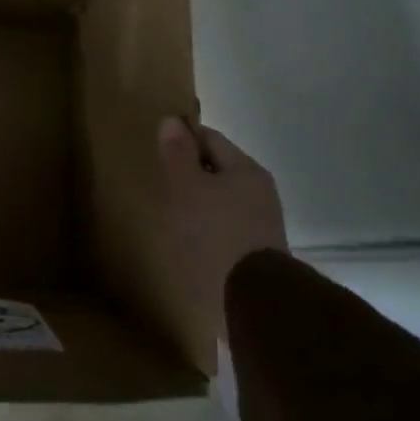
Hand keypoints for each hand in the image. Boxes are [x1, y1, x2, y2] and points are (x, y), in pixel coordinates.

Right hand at [158, 119, 287, 335]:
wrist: (251, 299)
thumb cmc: (213, 234)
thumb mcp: (186, 188)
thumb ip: (178, 154)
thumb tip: (171, 121)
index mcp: (246, 170)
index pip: (210, 138)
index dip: (182, 138)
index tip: (157, 147)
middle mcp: (260, 191)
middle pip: (219, 169)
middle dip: (190, 171)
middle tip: (160, 180)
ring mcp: (261, 223)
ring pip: (223, 198)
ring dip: (199, 200)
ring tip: (171, 211)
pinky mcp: (257, 251)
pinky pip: (226, 225)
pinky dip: (207, 224)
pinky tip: (190, 238)